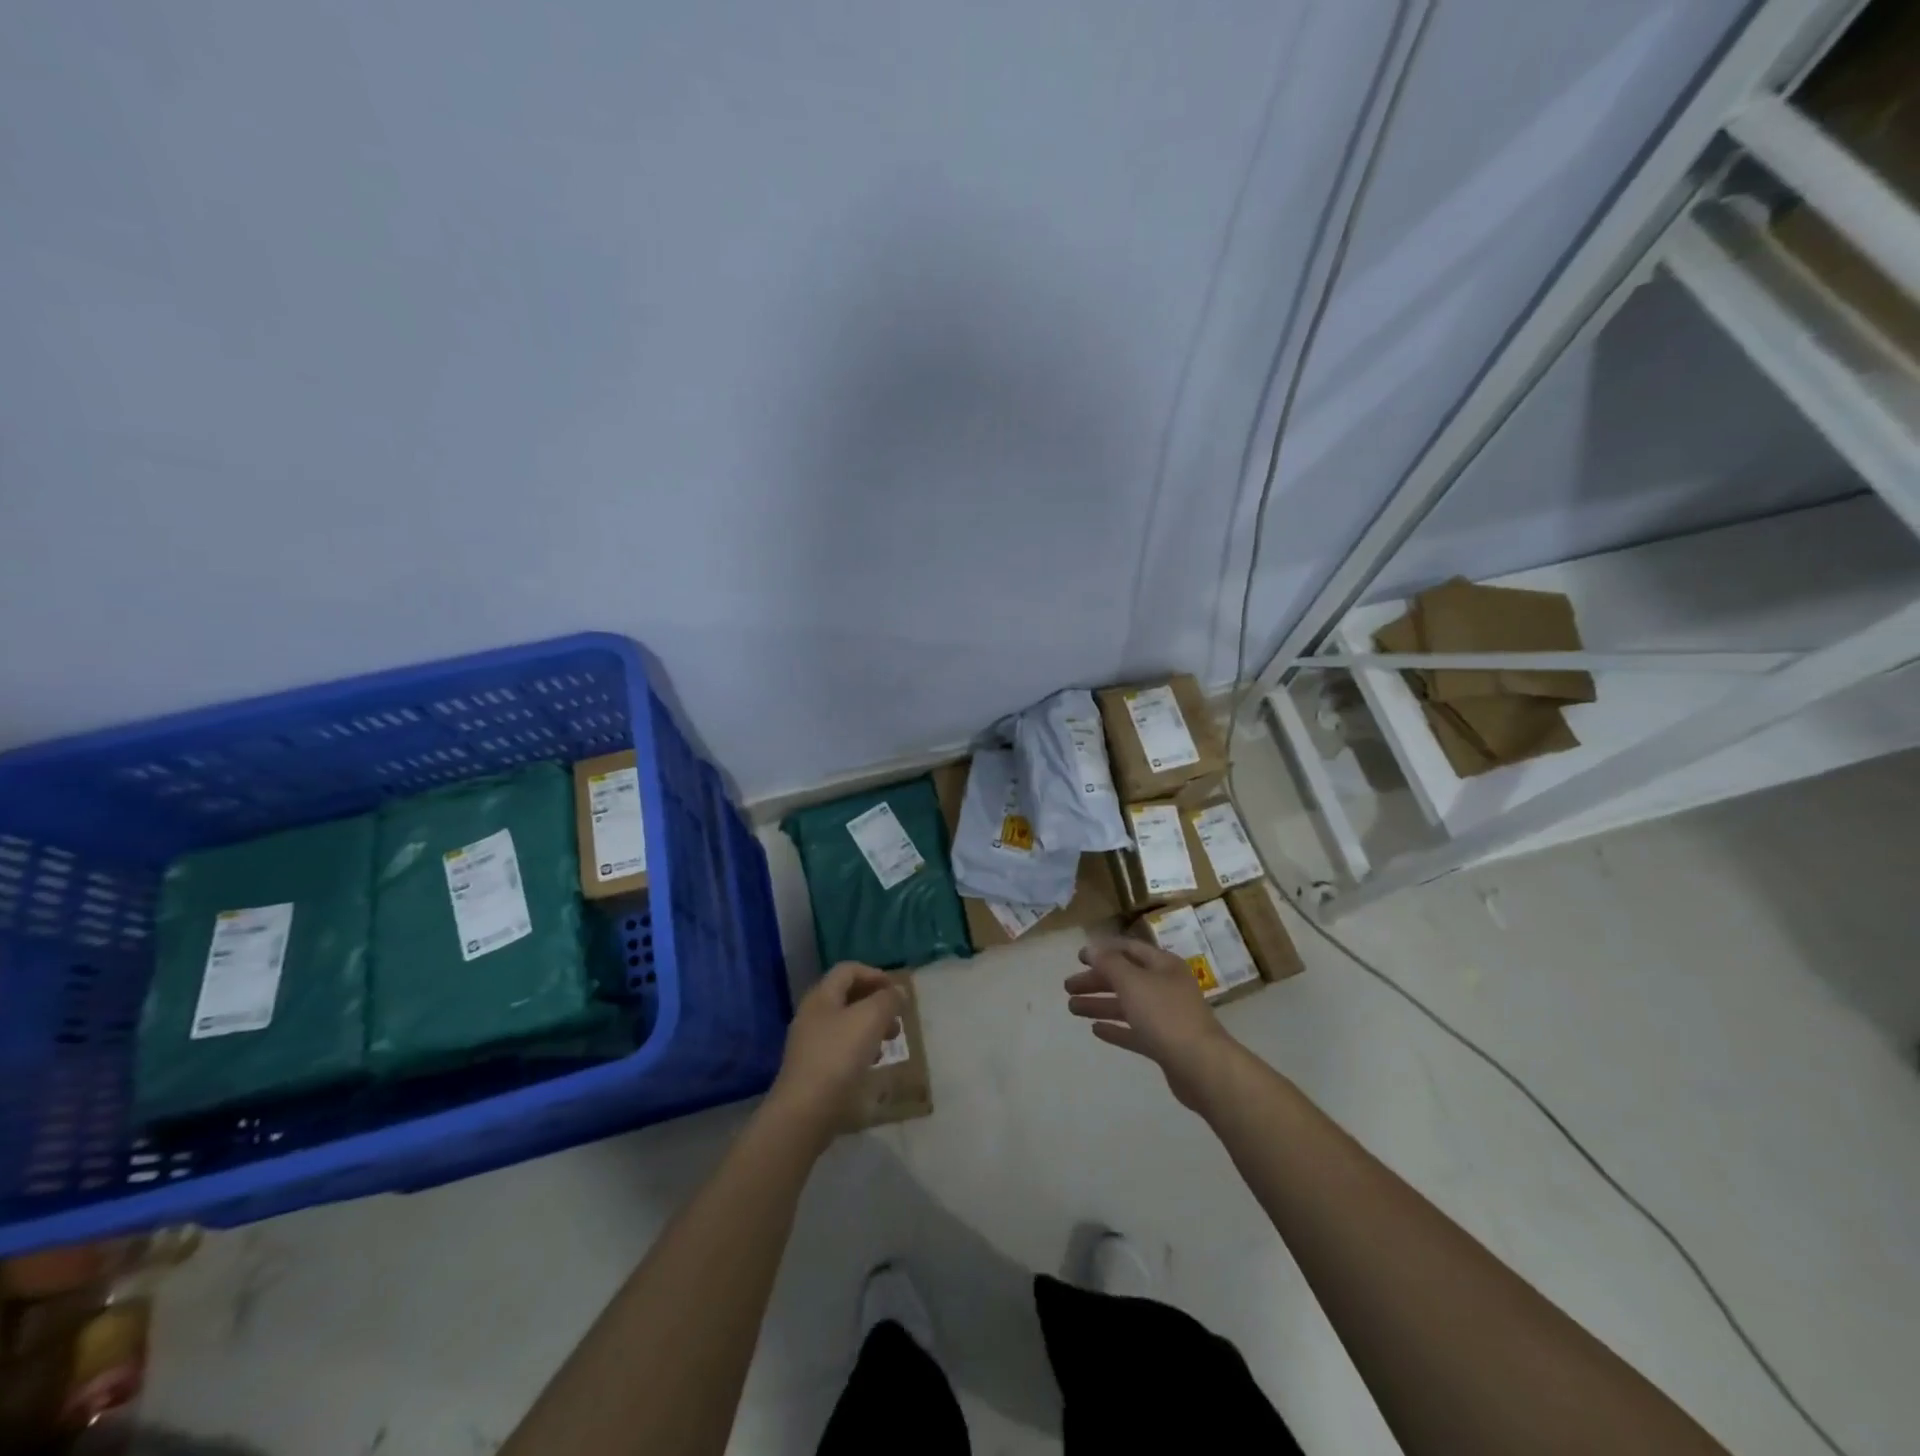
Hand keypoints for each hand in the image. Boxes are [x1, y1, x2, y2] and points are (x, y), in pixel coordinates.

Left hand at [768, 961, 905, 1141]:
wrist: (805, 1112)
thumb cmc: (838, 1056)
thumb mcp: (870, 1019)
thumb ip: (888, 1000)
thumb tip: (898, 991)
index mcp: (822, 996)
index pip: (849, 969)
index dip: (875, 974)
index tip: (897, 991)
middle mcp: (813, 1014)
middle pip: (848, 996)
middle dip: (876, 1003)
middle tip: (897, 1018)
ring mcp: (811, 1043)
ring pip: (847, 1023)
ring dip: (871, 1027)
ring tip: (890, 1042)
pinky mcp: (814, 1069)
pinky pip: (842, 1048)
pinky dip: (861, 1049)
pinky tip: (872, 1064)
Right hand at [1065, 939, 1236, 1109]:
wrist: (1202, 1066)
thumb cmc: (1165, 1015)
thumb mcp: (1132, 982)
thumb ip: (1109, 964)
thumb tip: (1091, 948)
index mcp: (1162, 965)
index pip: (1129, 949)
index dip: (1103, 951)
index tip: (1078, 957)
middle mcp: (1165, 986)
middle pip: (1125, 978)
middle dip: (1096, 981)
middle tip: (1068, 987)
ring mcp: (1166, 1016)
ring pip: (1127, 1005)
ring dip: (1100, 1004)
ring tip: (1072, 1008)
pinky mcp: (1164, 1043)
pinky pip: (1134, 1030)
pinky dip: (1115, 1028)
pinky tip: (1095, 1030)